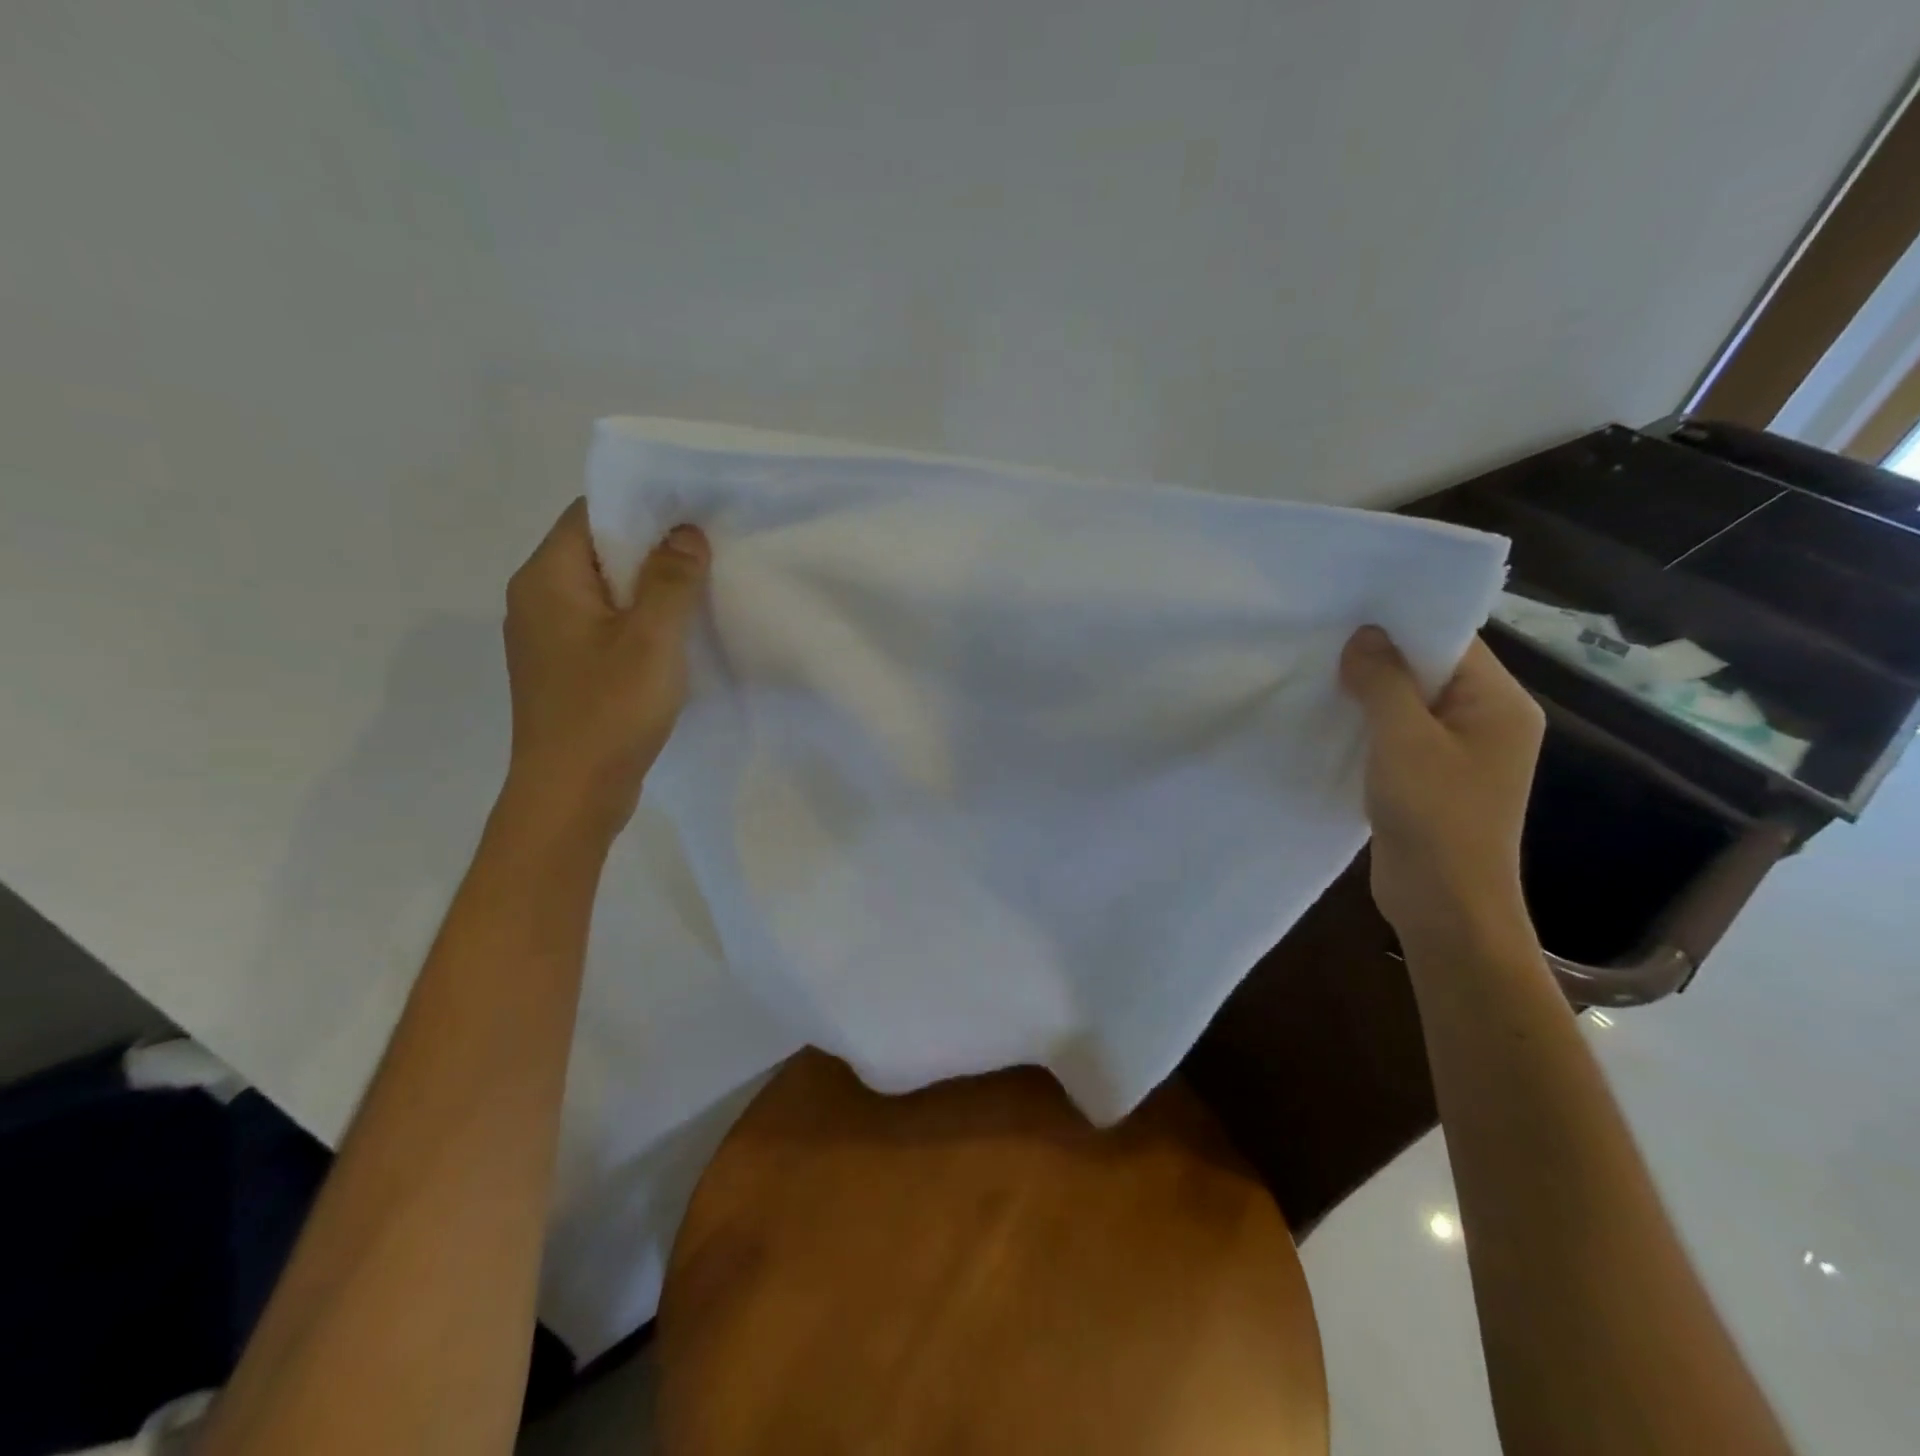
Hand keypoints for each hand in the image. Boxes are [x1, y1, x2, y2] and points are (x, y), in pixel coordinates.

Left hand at [501, 499, 710, 842]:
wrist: (570, 795)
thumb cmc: (608, 711)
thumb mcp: (652, 640)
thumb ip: (672, 580)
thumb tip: (686, 533)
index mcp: (547, 578)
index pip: (590, 514)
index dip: (642, 509)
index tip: (692, 517)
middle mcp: (535, 598)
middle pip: (596, 551)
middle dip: (651, 550)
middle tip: (705, 557)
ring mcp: (545, 637)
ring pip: (602, 592)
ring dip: (646, 591)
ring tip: (696, 596)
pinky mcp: (562, 669)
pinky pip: (601, 626)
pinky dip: (635, 623)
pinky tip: (671, 642)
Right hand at [1339, 627, 1544, 948]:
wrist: (1444, 904)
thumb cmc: (1434, 815)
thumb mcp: (1404, 740)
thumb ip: (1384, 682)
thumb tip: (1364, 635)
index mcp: (1500, 704)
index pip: (1453, 643)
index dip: (1402, 625)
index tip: (1348, 612)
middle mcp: (1487, 722)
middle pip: (1431, 672)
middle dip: (1380, 659)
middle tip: (1323, 641)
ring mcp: (1460, 754)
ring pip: (1410, 706)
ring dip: (1369, 695)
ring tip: (1319, 675)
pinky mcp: (1431, 780)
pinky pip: (1399, 737)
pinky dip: (1368, 727)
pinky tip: (1330, 720)